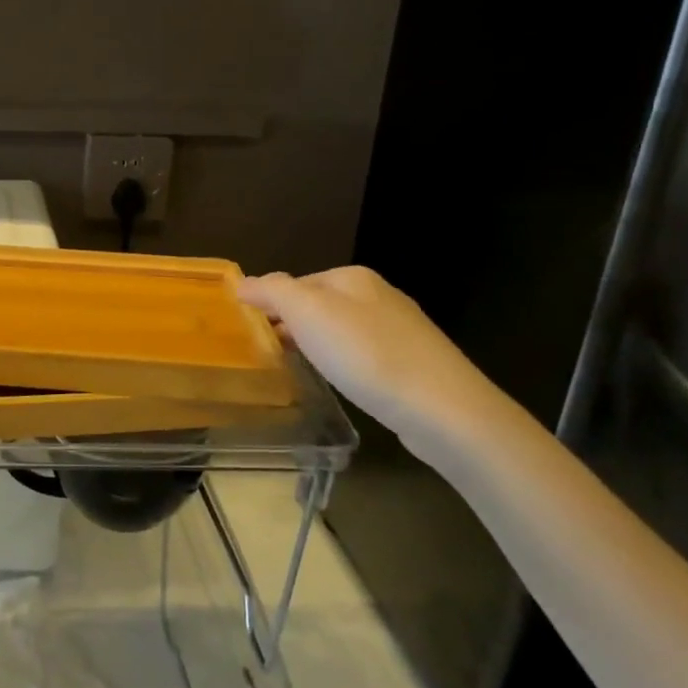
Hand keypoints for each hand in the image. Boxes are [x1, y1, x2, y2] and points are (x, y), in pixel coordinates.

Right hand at [237, 266, 502, 447]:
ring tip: (299, 367)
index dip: (270, 304)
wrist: (443, 409)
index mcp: (352, 277)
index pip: (295, 282)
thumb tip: (244, 283)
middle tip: (268, 352)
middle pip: (319, 304)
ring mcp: (401, 329)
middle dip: (293, 323)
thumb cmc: (366, 355)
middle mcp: (379, 295)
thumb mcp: (307, 313)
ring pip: (342, 329)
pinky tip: (343, 381)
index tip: (250, 333)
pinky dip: (345, 362)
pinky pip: (364, 354)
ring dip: (318, 344)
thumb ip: (272, 291)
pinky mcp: (414, 363)